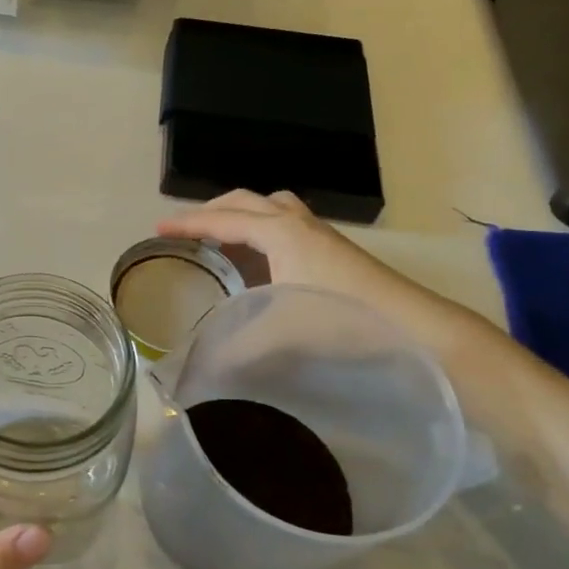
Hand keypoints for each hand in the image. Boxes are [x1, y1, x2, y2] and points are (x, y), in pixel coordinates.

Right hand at [156, 189, 489, 353]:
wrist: (411, 324)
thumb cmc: (340, 318)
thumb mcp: (279, 334)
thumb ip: (234, 349)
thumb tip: (197, 368)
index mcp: (278, 233)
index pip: (222, 220)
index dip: (187, 224)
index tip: (157, 229)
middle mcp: (297, 223)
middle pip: (246, 201)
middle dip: (212, 210)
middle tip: (186, 230)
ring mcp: (319, 233)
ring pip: (271, 207)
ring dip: (242, 214)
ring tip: (222, 237)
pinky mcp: (333, 248)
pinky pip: (286, 222)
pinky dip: (262, 229)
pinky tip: (261, 259)